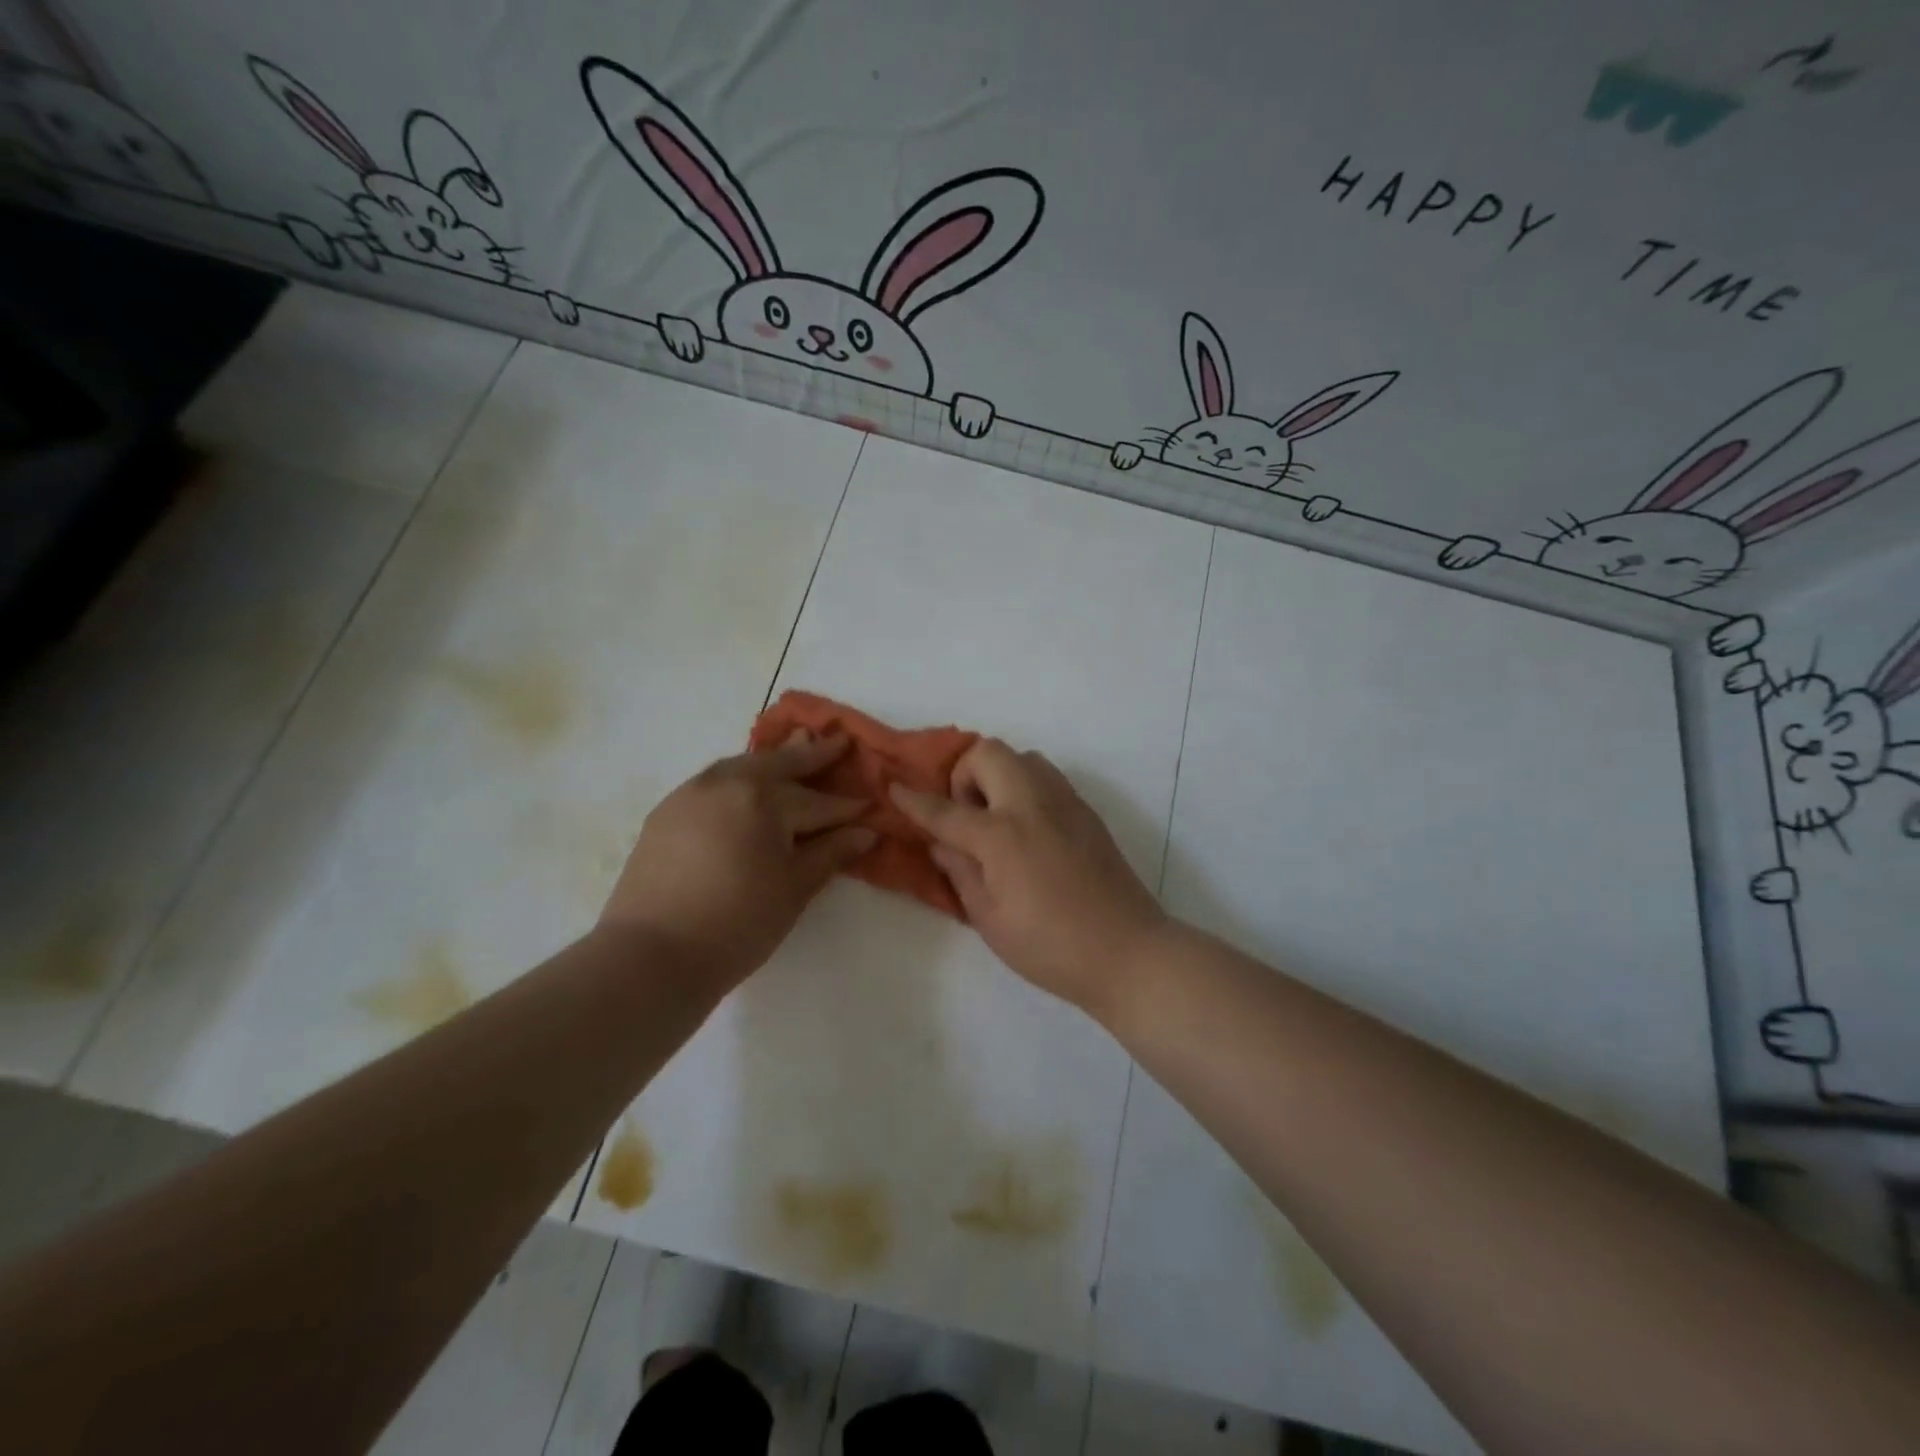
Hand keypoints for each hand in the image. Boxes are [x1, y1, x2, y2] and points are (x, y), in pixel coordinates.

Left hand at [603, 732, 874, 985]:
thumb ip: (831, 853)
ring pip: (743, 766)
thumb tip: (865, 832)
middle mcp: (726, 782)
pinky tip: (747, 789)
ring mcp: (691, 793)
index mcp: (763, 798)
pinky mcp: (667, 811)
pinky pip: (714, 782)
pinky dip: (739, 779)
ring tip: (795, 752)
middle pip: (779, 764)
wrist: (651, 956)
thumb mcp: (794, 889)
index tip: (871, 803)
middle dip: (813, 755)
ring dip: (773, 761)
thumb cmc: (737, 925)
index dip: (847, 806)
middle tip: (839, 742)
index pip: (817, 801)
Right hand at [891, 739, 1166, 1015]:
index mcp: (1002, 835)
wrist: (1127, 951)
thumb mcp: (989, 918)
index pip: (946, 809)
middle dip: (964, 774)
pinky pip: (1047, 777)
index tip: (895, 788)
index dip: (915, 801)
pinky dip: (1025, 787)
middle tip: (966, 815)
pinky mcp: (1086, 811)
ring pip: (1022, 757)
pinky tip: (1028, 830)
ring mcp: (1064, 802)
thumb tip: (941, 843)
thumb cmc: (1050, 946)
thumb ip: (960, 872)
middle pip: (988, 753)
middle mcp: (1032, 804)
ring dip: (998, 775)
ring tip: (997, 820)